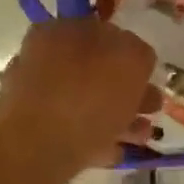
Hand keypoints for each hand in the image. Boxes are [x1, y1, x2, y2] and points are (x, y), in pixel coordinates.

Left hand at [0, 19, 156, 183]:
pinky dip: (96, 139)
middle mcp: (41, 59)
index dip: (130, 54)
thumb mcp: (130, 61)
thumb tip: (134, 59)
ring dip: (118, 118)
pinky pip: (72, 131)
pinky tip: (115, 152)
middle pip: (94, 72)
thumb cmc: (87, 99)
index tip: (150, 76)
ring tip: (142, 137)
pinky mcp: (31, 133)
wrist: (36, 152)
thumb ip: (138, 53)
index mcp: (58, 31)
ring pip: (86, 104)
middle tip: (152, 109)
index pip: (101, 33)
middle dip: (127, 91)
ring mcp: (33, 97)